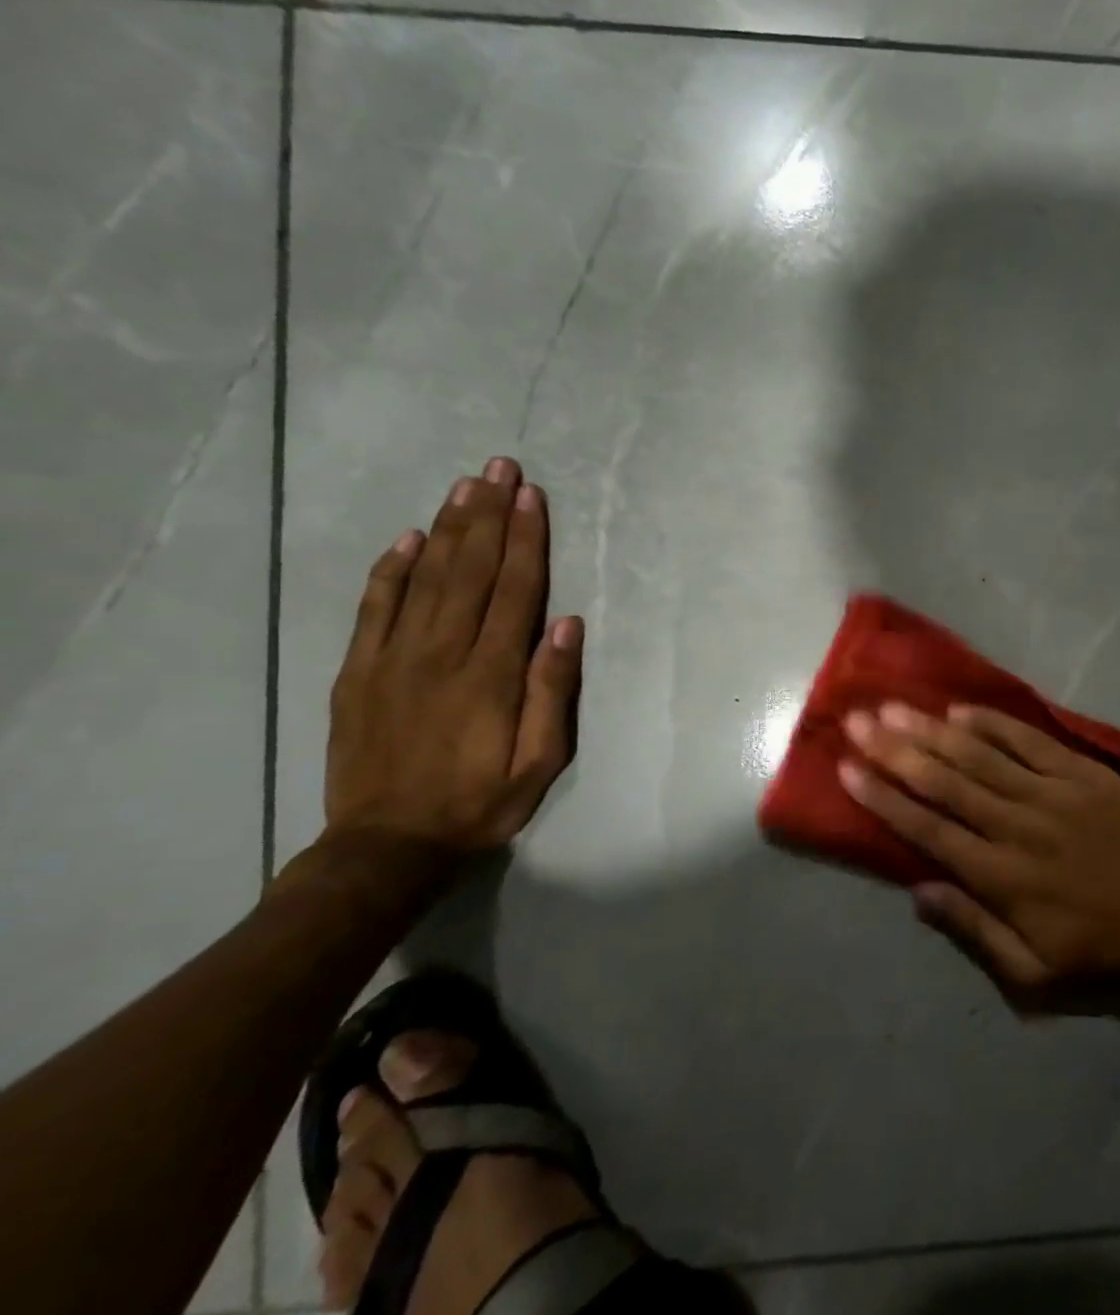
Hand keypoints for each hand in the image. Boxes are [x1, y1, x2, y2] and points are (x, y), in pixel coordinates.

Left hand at [324, 457, 583, 854]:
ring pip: (425, 578)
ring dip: (448, 528)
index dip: (525, 540)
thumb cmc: (479, 803)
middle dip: (488, 515)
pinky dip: (391, 569)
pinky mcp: (358, 671)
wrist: (387, 846)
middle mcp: (441, 653)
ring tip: (465, 486)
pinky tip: (408, 539)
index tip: (531, 497)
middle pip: (470, 570)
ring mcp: (392, 658)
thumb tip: (566, 625)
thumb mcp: (540, 761)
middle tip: (499, 468)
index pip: (514, 590)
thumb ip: (552, 691)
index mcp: (490, 673)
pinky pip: (375, 608)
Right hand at [839, 702, 1119, 1001]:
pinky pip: (1030, 741)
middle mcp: (1016, 826)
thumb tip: (917, 891)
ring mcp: (1051, 793)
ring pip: (979, 755)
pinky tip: (961, 710)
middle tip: (858, 720)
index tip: (848, 769)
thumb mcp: (1031, 974)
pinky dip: (994, 724)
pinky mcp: (1082, 773)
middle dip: (895, 749)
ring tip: (894, 707)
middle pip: (944, 781)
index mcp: (999, 877)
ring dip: (932, 730)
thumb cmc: (1098, 953)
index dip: (883, 797)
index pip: (927, 828)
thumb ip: (972, 931)